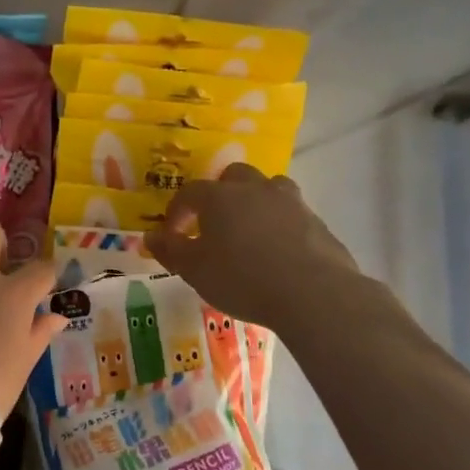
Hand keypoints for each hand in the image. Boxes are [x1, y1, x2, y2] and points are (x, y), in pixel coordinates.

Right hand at [146, 163, 363, 330]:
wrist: (313, 293)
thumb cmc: (242, 279)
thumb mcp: (195, 271)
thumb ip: (171, 251)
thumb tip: (151, 236)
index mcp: (220, 197)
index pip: (190, 192)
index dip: (177, 211)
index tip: (174, 234)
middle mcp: (256, 189)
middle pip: (233, 176)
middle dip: (220, 194)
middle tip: (214, 223)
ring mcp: (291, 202)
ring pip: (269, 188)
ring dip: (255, 202)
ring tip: (249, 232)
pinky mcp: (317, 222)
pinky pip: (292, 214)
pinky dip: (280, 225)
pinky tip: (278, 253)